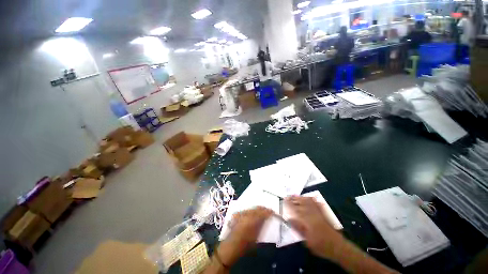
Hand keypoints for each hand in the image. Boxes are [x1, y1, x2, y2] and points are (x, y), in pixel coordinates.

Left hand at [217, 206, 272, 265]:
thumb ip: (261, 225)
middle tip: (268, 210)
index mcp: (252, 220)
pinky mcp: (237, 214)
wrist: (230, 246)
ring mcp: (241, 214)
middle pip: (257, 208)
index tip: (273, 212)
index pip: (263, 212)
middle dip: (263, 209)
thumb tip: (266, 218)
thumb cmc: (245, 245)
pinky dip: (250, 211)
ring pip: (251, 208)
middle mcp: (246, 214)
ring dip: (257, 209)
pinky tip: (252, 213)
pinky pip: (246, 210)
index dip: (268, 211)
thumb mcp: (256, 237)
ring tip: (261, 211)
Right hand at [285, 196, 344, 258]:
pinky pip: (316, 204)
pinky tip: (308, 197)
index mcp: (308, 221)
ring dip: (300, 198)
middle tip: (287, 196)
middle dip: (293, 200)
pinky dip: (311, 199)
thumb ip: (298, 228)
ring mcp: (318, 213)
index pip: (296, 210)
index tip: (284, 201)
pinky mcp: (323, 214)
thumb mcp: (307, 240)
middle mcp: (312, 215)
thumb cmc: (321, 246)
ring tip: (294, 195)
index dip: (289, 205)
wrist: (337, 247)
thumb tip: (290, 219)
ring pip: (308, 203)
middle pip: (301, 204)